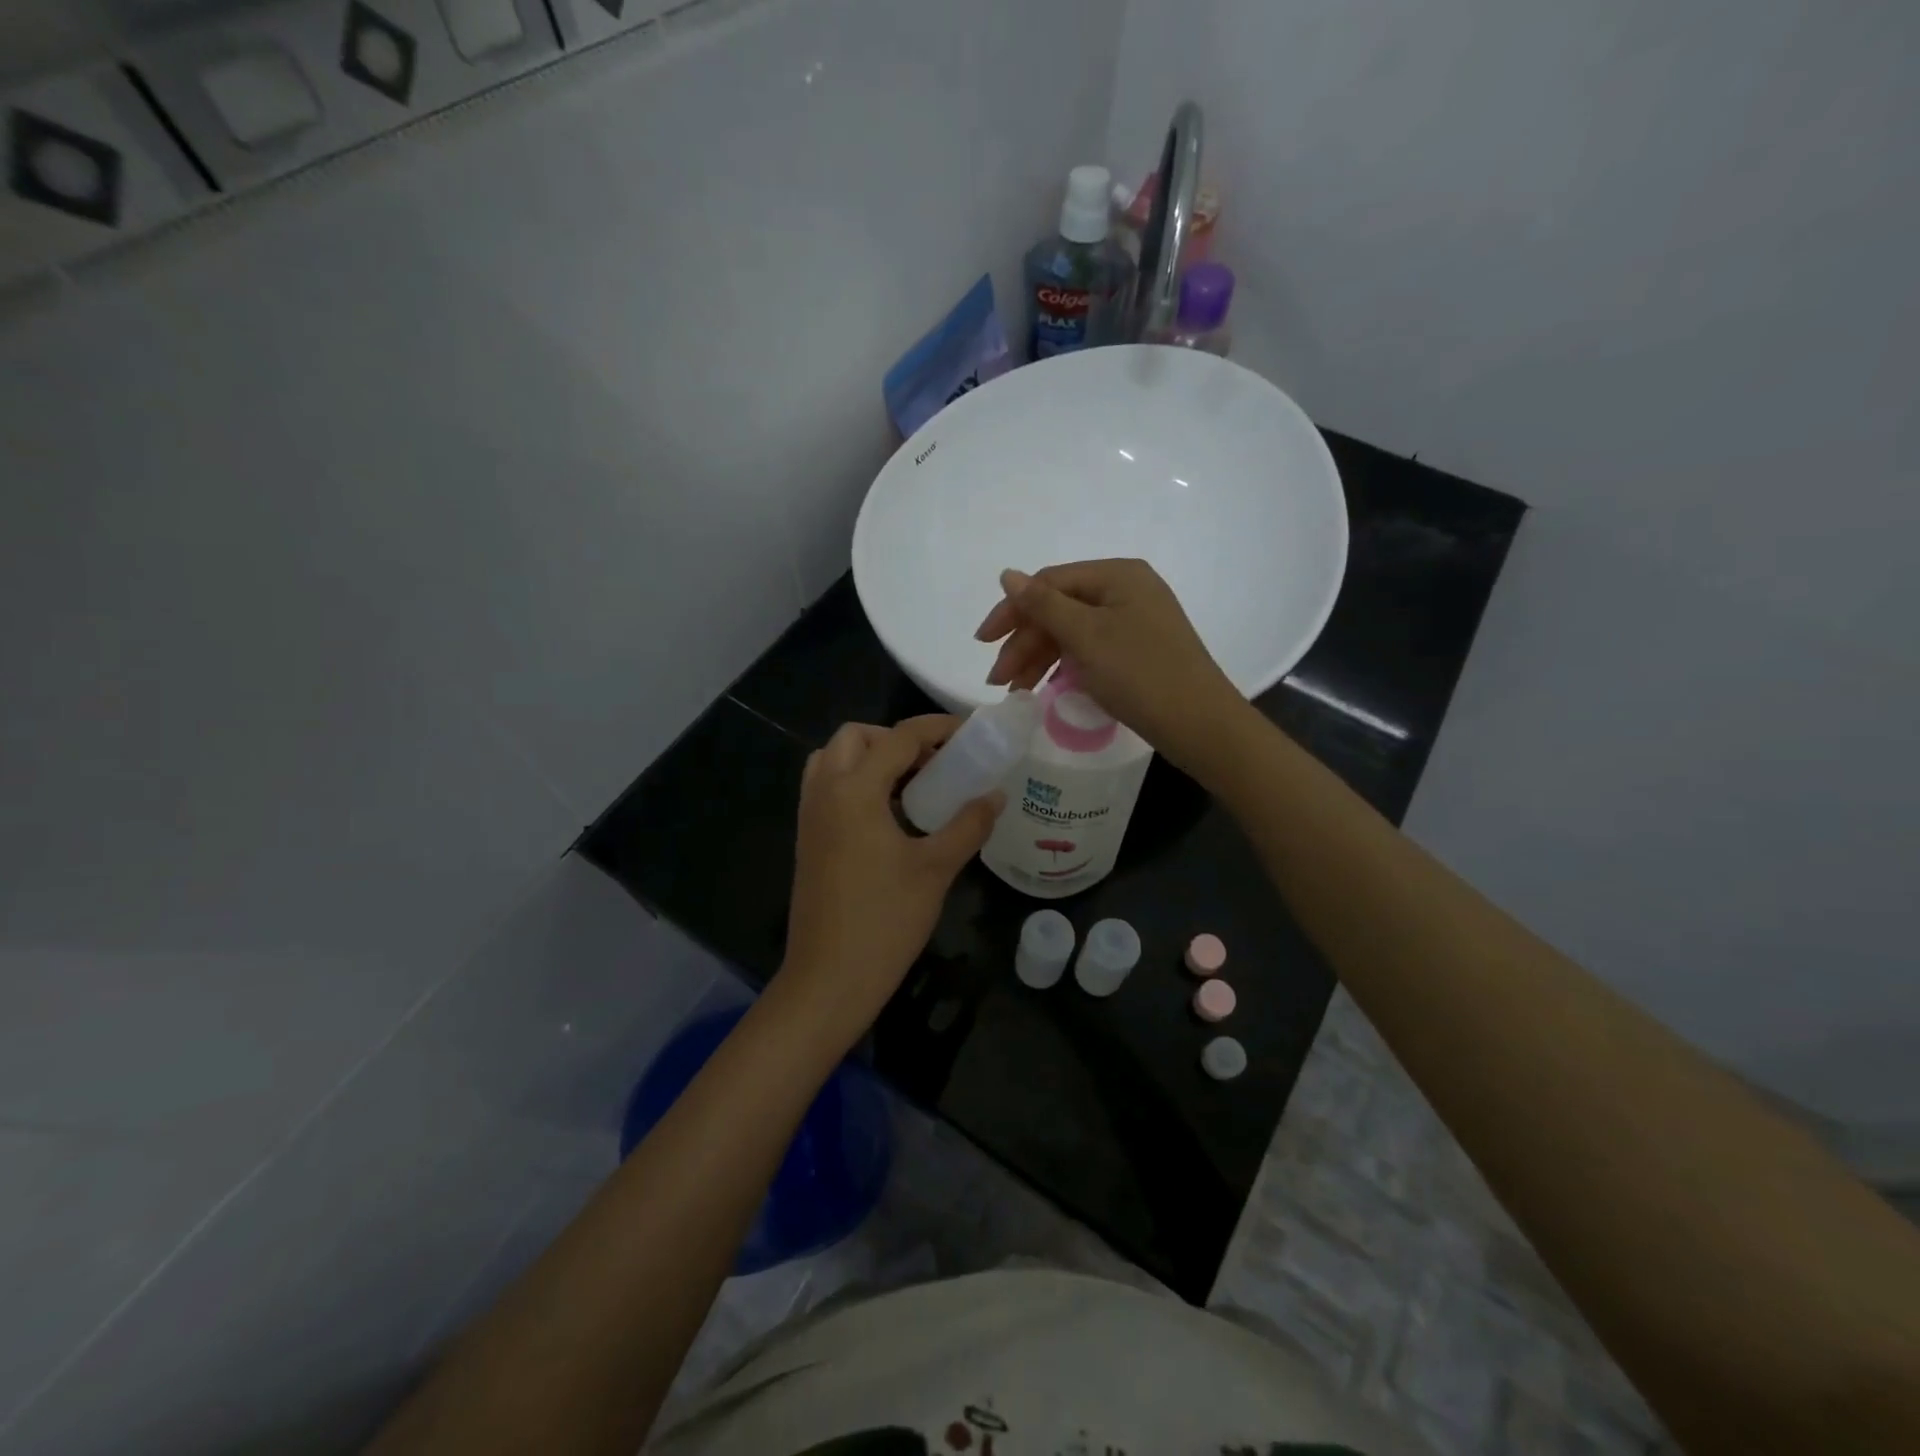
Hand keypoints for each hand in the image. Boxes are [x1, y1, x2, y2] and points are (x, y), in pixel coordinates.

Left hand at [778, 717, 1003, 1039]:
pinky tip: (890, 816)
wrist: (828, 980)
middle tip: (934, 763)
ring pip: (835, 760)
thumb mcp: (936, 869)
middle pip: (855, 737)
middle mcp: (824, 792)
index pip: (898, 738)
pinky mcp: (807, 840)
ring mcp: (810, 816)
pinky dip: (856, 783)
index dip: (937, 727)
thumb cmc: (885, 921)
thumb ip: (968, 825)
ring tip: (913, 785)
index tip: (970, 731)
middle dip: (895, 739)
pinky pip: (828, 788)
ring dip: (871, 758)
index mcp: (854, 791)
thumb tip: (996, 794)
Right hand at [975, 558, 1244, 768]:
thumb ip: (1043, 605)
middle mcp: (1127, 590)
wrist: (1199, 724)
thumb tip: (1007, 574)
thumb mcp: (1086, 636)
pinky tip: (1046, 687)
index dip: (1012, 611)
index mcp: (1117, 575)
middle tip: (999, 680)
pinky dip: (1064, 667)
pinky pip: (1090, 650)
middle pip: (1060, 609)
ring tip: (1016, 691)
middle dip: (1025, 643)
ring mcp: (1135, 621)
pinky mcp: (1138, 651)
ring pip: (1072, 633)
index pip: (1049, 583)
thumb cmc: (1140, 673)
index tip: (983, 643)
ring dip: (1039, 658)